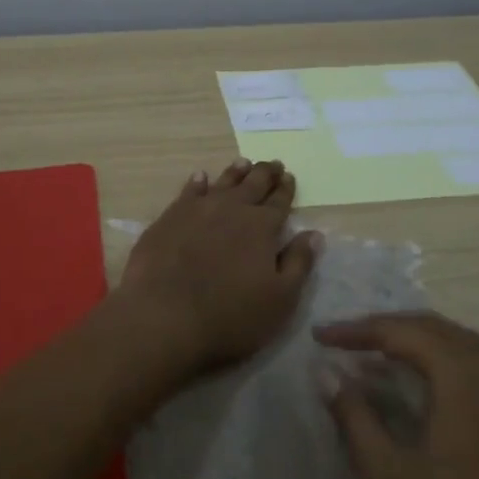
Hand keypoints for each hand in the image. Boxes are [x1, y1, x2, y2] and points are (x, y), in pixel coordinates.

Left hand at [119, 159, 320, 370]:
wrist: (164, 316)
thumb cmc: (231, 315)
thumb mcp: (280, 299)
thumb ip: (299, 263)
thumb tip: (314, 234)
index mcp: (262, 227)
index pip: (279, 201)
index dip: (286, 189)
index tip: (289, 176)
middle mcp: (232, 209)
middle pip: (252, 184)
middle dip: (265, 173)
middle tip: (272, 163)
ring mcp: (197, 210)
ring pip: (222, 182)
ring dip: (235, 172)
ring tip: (243, 163)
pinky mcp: (169, 218)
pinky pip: (188, 191)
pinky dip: (197, 182)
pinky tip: (200, 178)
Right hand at [320, 313, 478, 478]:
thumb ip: (356, 419)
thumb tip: (325, 371)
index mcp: (467, 376)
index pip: (402, 330)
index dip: (356, 330)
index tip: (318, 337)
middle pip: (438, 331)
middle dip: (389, 330)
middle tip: (347, 343)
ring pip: (467, 352)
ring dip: (421, 348)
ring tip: (382, 362)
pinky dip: (449, 371)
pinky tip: (432, 400)